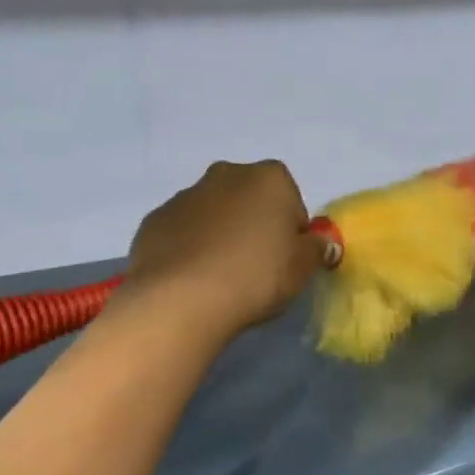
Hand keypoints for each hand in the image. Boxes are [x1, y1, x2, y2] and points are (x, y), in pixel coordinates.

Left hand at [122, 160, 324, 342]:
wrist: (181, 299)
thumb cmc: (256, 276)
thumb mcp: (303, 268)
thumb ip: (317, 249)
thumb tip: (320, 243)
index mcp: (268, 178)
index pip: (291, 201)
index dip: (292, 231)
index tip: (286, 259)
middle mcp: (226, 175)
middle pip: (250, 199)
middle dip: (254, 224)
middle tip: (256, 267)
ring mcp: (184, 196)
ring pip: (214, 213)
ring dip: (221, 235)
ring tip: (222, 277)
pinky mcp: (154, 221)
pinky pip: (183, 231)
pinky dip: (190, 247)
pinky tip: (194, 278)